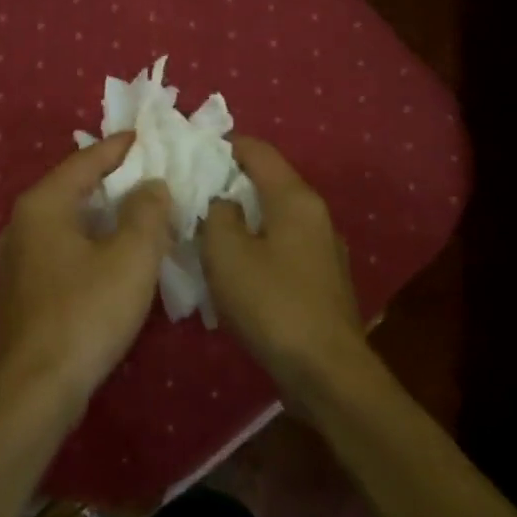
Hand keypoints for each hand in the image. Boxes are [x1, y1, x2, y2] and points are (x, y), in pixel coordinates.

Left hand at [0, 133, 173, 402]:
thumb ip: (147, 212)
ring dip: (101, 216)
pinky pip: (59, 250)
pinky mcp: (20, 291)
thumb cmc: (86, 313)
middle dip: (112, 181)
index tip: (148, 137)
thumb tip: (152, 186)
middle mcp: (20, 224)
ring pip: (66, 222)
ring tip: (137, 214)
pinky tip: (110, 258)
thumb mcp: (131, 257)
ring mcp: (15, 260)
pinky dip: (88, 243)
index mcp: (42, 205)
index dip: (119, 148)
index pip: (85, 161)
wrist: (36, 389)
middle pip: (72, 189)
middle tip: (150, 176)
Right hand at [201, 137, 373, 397]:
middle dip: (229, 183)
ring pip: (274, 216)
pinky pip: (282, 246)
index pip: (258, 150)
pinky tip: (235, 267)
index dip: (223, 145)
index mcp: (294, 198)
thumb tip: (223, 203)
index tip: (190, 153)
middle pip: (267, 182)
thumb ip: (217, 215)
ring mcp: (322, 248)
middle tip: (190, 194)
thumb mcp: (227, 253)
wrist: (326, 370)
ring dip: (241, 217)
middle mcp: (315, 214)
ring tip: (206, 230)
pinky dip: (256, 244)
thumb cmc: (272, 303)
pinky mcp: (321, 278)